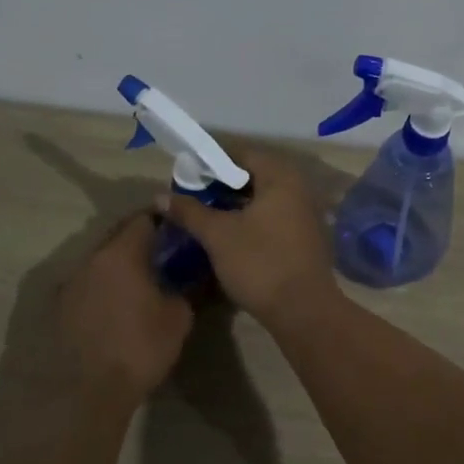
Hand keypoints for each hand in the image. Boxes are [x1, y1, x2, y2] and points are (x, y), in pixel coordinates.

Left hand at [55, 214, 194, 407]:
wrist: (89, 393)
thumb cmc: (140, 348)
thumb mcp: (178, 317)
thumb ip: (184, 287)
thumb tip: (186, 277)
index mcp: (121, 254)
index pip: (143, 219)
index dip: (163, 220)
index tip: (179, 229)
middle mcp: (91, 260)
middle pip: (118, 236)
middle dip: (141, 241)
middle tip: (164, 254)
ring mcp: (70, 283)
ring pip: (101, 261)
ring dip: (120, 265)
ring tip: (140, 282)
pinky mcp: (58, 307)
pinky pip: (87, 284)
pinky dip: (104, 286)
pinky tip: (117, 306)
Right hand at [160, 148, 340, 323]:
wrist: (303, 310)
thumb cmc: (260, 262)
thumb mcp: (218, 235)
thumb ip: (189, 211)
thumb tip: (160, 196)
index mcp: (281, 177)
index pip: (241, 153)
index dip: (210, 161)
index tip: (185, 173)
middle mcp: (297, 188)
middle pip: (252, 175)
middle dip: (219, 184)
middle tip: (189, 194)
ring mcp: (303, 213)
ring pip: (261, 198)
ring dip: (232, 204)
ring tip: (201, 213)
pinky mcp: (302, 237)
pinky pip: (270, 217)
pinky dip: (248, 219)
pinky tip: (226, 233)